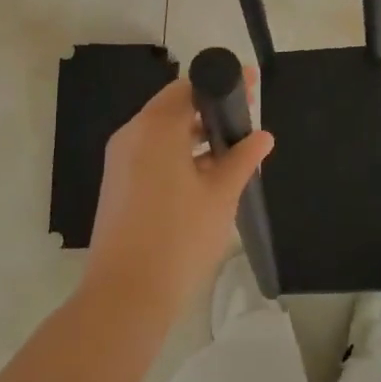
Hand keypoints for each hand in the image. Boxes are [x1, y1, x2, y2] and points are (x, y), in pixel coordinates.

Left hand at [85, 76, 274, 318]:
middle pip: (174, 106)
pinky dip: (177, 153)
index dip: (222, 84)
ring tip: (231, 147)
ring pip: (162, 131)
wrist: (125, 296)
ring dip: (194, 133)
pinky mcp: (118, 184)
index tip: (250, 86)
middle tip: (245, 117)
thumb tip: (262, 136)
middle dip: (210, 109)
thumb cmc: (179, 237)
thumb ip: (243, 158)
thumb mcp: (221, 195)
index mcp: (156, 127)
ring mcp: (120, 160)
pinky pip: (151, 153)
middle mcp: (132, 134)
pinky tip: (205, 173)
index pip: (190, 87)